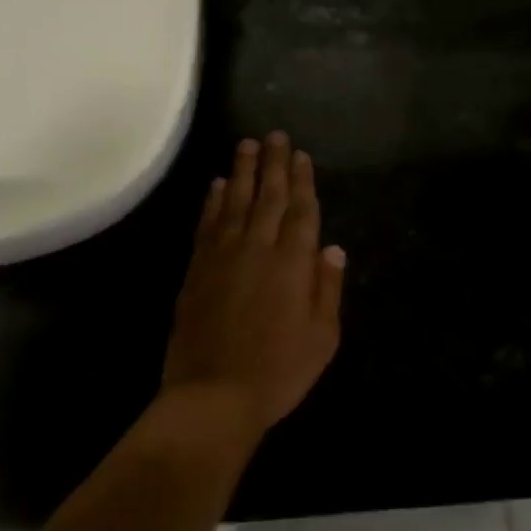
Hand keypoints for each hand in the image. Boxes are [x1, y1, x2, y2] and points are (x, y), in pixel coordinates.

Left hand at [160, 132, 346, 442]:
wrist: (213, 395)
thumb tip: (333, 247)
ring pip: (235, 201)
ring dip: (242, 171)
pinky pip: (207, 223)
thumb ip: (327, 287)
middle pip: (268, 195)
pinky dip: (212, 201)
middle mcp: (258, 247)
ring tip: (246, 145)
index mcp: (293, 262)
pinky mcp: (197, 268)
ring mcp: (223, 254)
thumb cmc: (278, 371)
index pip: (301, 210)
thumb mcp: (321, 337)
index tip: (300, 154)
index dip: (302, 180)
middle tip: (275, 135)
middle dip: (273, 163)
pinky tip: (215, 185)